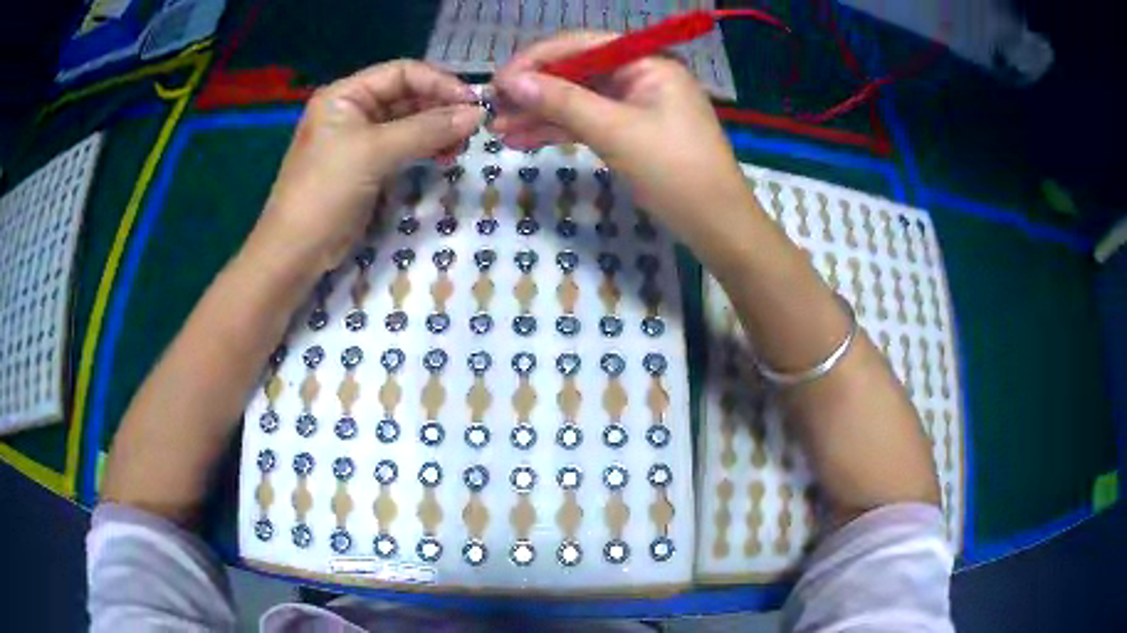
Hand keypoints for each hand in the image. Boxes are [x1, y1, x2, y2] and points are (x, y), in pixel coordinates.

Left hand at [250, 61, 482, 276]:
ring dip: (437, 129)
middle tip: (473, 127)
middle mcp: (353, 110)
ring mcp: (360, 139)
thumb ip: (427, 129)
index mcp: (345, 95)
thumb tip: (477, 114)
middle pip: (407, 95)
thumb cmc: (327, 191)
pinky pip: (404, 146)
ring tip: (461, 145)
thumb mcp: (375, 153)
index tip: (472, 103)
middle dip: (441, 108)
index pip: (401, 72)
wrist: (296, 250)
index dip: (439, 82)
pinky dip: (426, 148)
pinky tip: (445, 156)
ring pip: (409, 122)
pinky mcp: (368, 165)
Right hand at [490, 32, 753, 247]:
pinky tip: (523, 140)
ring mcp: (633, 103)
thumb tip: (511, 81)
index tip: (498, 82)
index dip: (535, 60)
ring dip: (539, 114)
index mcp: (646, 60)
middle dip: (533, 91)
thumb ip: (562, 101)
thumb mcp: (616, 131)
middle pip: (575, 71)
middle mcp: (638, 73)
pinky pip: (586, 121)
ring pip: (576, 99)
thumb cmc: (675, 170)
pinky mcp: (628, 129)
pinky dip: (557, 131)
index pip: (580, 45)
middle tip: (493, 110)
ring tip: (499, 130)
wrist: (714, 224)